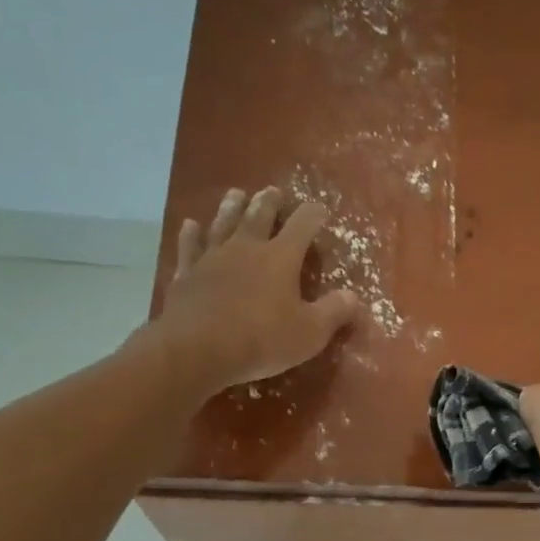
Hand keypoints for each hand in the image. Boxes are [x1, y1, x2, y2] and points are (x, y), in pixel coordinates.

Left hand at [146, 187, 360, 392]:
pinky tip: (191, 225)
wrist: (197, 349)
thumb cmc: (262, 339)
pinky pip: (189, 247)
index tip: (320, 209)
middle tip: (272, 191)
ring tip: (236, 194)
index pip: (302, 225)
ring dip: (231, 207)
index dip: (313, 215)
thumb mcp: (310, 333)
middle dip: (269, 202)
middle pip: (259, 215)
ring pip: (223, 223)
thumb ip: (334, 312)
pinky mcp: (186, 274)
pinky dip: (191, 234)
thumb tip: (353, 296)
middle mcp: (246, 247)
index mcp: (281, 257)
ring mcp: (212, 257)